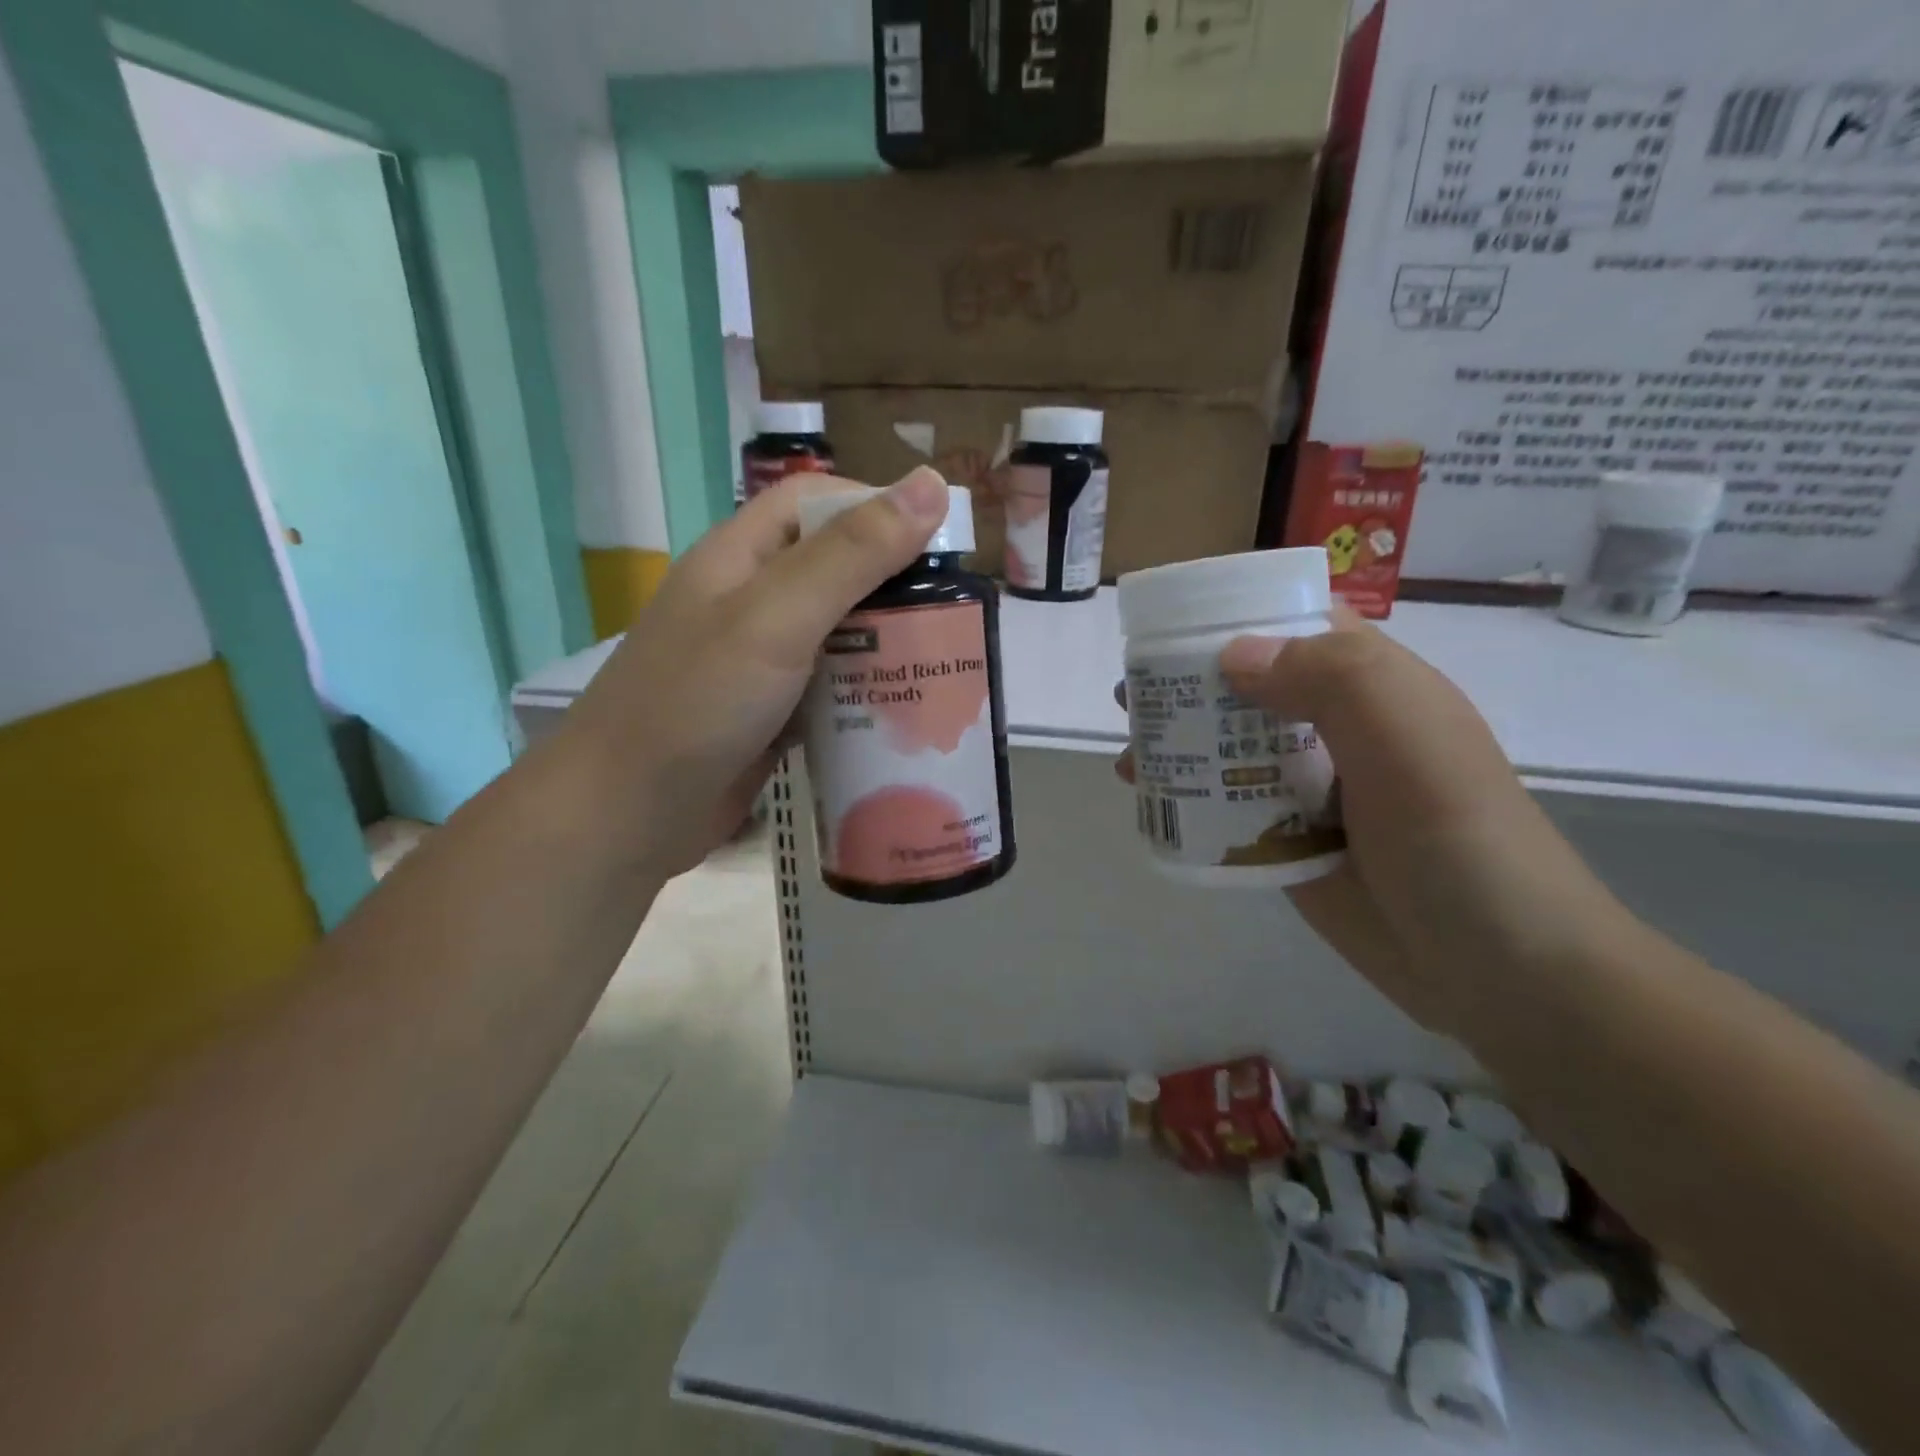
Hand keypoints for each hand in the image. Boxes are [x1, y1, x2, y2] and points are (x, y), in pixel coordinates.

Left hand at [560, 468, 950, 879]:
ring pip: (838, 632)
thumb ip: (852, 554)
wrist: (626, 815)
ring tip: (945, 660)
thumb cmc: (698, 703)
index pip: (816, 502)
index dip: (876, 507)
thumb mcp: (777, 617)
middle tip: (955, 613)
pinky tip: (904, 710)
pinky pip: (830, 687)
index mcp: (741, 556)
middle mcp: (750, 601)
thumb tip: (930, 485)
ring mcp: (759, 661)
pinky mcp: (770, 713)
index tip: (938, 542)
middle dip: (895, 583)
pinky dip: (865, 692)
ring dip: (886, 642)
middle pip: (835, 568)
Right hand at [1121, 612, 1625, 1035]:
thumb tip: (1231, 655)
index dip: (1235, 615)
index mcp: (1368, 686)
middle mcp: (1333, 728)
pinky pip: (1227, 807)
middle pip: (1247, 689)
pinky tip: (1150, 799)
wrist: (1495, 966)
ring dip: (1178, 742)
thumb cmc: (1456, 834)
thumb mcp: (1404, 733)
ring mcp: (1309, 789)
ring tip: (1128, 752)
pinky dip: (1187, 797)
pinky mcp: (1287, 842)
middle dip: (1185, 685)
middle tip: (1128, 695)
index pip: (1295, 625)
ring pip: (1229, 747)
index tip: (1170, 624)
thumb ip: (1328, 678)